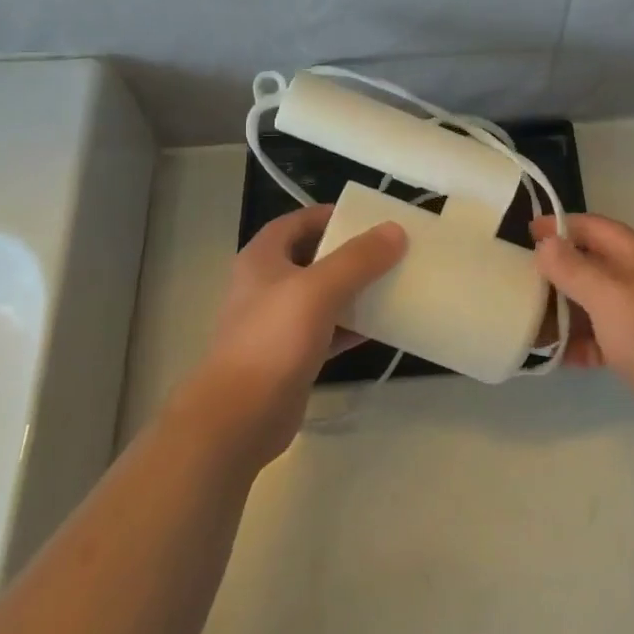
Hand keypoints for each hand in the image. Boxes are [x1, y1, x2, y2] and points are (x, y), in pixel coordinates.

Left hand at [190, 205, 405, 465]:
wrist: (239, 418)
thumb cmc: (273, 340)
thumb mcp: (319, 289)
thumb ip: (359, 258)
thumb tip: (395, 230)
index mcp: (263, 259)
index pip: (299, 221)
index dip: (331, 215)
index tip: (370, 218)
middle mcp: (267, 285)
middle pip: (314, 257)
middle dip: (351, 252)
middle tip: (390, 250)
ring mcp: (278, 323)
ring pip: (323, 295)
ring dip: (356, 289)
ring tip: (394, 282)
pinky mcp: (291, 356)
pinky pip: (328, 330)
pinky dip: (353, 326)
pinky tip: (383, 326)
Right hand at [532, 214, 633, 449]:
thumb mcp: (608, 295)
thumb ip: (573, 268)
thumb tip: (545, 242)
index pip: (592, 227)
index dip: (560, 226)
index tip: (525, 232)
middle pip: (589, 265)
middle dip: (554, 272)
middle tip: (515, 281)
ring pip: (590, 304)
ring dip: (561, 312)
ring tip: (524, 323)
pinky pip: (598, 338)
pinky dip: (577, 344)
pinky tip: (552, 357)